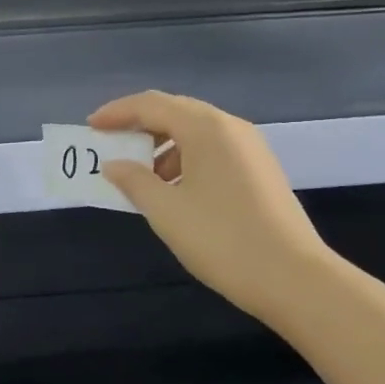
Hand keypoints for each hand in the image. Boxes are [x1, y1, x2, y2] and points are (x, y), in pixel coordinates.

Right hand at [90, 90, 332, 322]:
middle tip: (110, 143)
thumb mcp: (166, 211)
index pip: (151, 105)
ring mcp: (250, 148)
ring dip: (161, 144)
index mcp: (206, 128)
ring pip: (195, 131)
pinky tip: (173, 188)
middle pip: (175, 111)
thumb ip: (133, 181)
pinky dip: (184, 158)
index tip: (90, 127)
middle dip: (138, 124)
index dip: (117, 113)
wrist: (294, 278)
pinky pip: (212, 149)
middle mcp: (230, 127)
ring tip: (139, 174)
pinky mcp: (259, 169)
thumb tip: (113, 164)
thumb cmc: (222, 239)